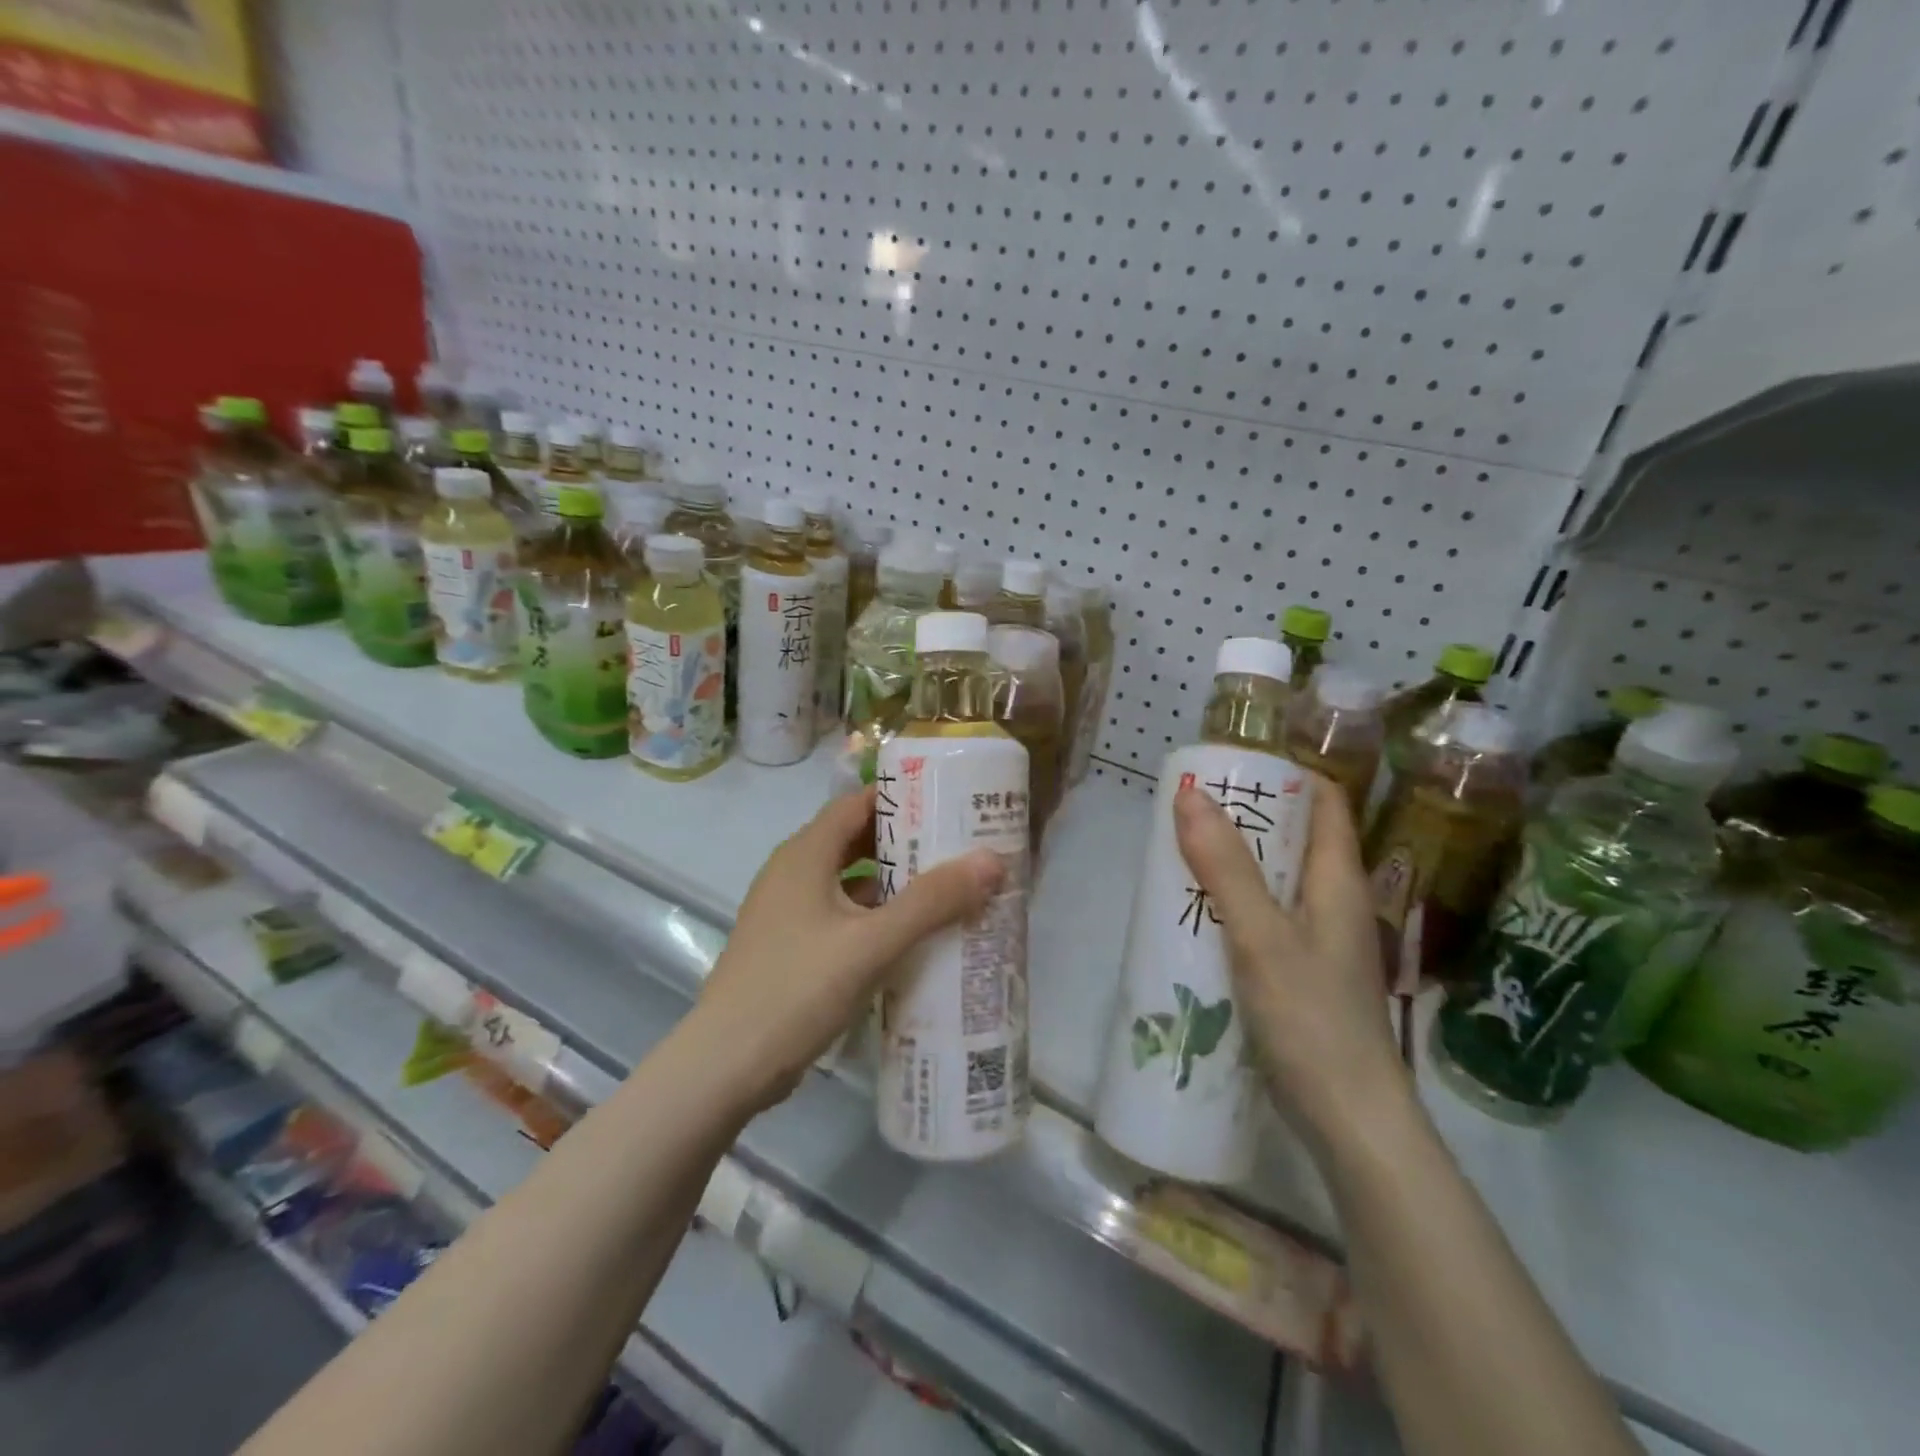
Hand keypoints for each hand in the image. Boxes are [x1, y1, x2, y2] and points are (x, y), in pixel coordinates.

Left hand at [693, 786, 1004, 1113]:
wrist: (724, 1067)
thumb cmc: (796, 990)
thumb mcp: (872, 943)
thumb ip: (932, 902)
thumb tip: (991, 860)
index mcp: (805, 854)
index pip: (857, 802)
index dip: (902, 797)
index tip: (949, 800)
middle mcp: (793, 872)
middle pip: (855, 840)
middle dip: (906, 841)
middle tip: (960, 846)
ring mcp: (788, 911)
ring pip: (849, 880)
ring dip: (893, 882)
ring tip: (947, 888)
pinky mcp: (790, 946)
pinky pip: (841, 914)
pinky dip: (875, 916)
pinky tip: (910, 936)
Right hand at [1173, 776, 1409, 1146]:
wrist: (1348, 1120)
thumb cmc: (1311, 1018)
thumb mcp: (1261, 934)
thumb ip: (1225, 866)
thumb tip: (1191, 793)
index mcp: (1338, 882)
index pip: (1325, 803)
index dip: (1286, 775)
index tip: (1232, 764)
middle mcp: (1333, 904)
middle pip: (1293, 841)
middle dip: (1245, 819)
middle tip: (1188, 809)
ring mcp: (1318, 943)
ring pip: (1274, 883)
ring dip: (1232, 864)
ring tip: (1180, 853)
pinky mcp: (1299, 976)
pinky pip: (1263, 922)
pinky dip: (1231, 907)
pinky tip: (1193, 917)